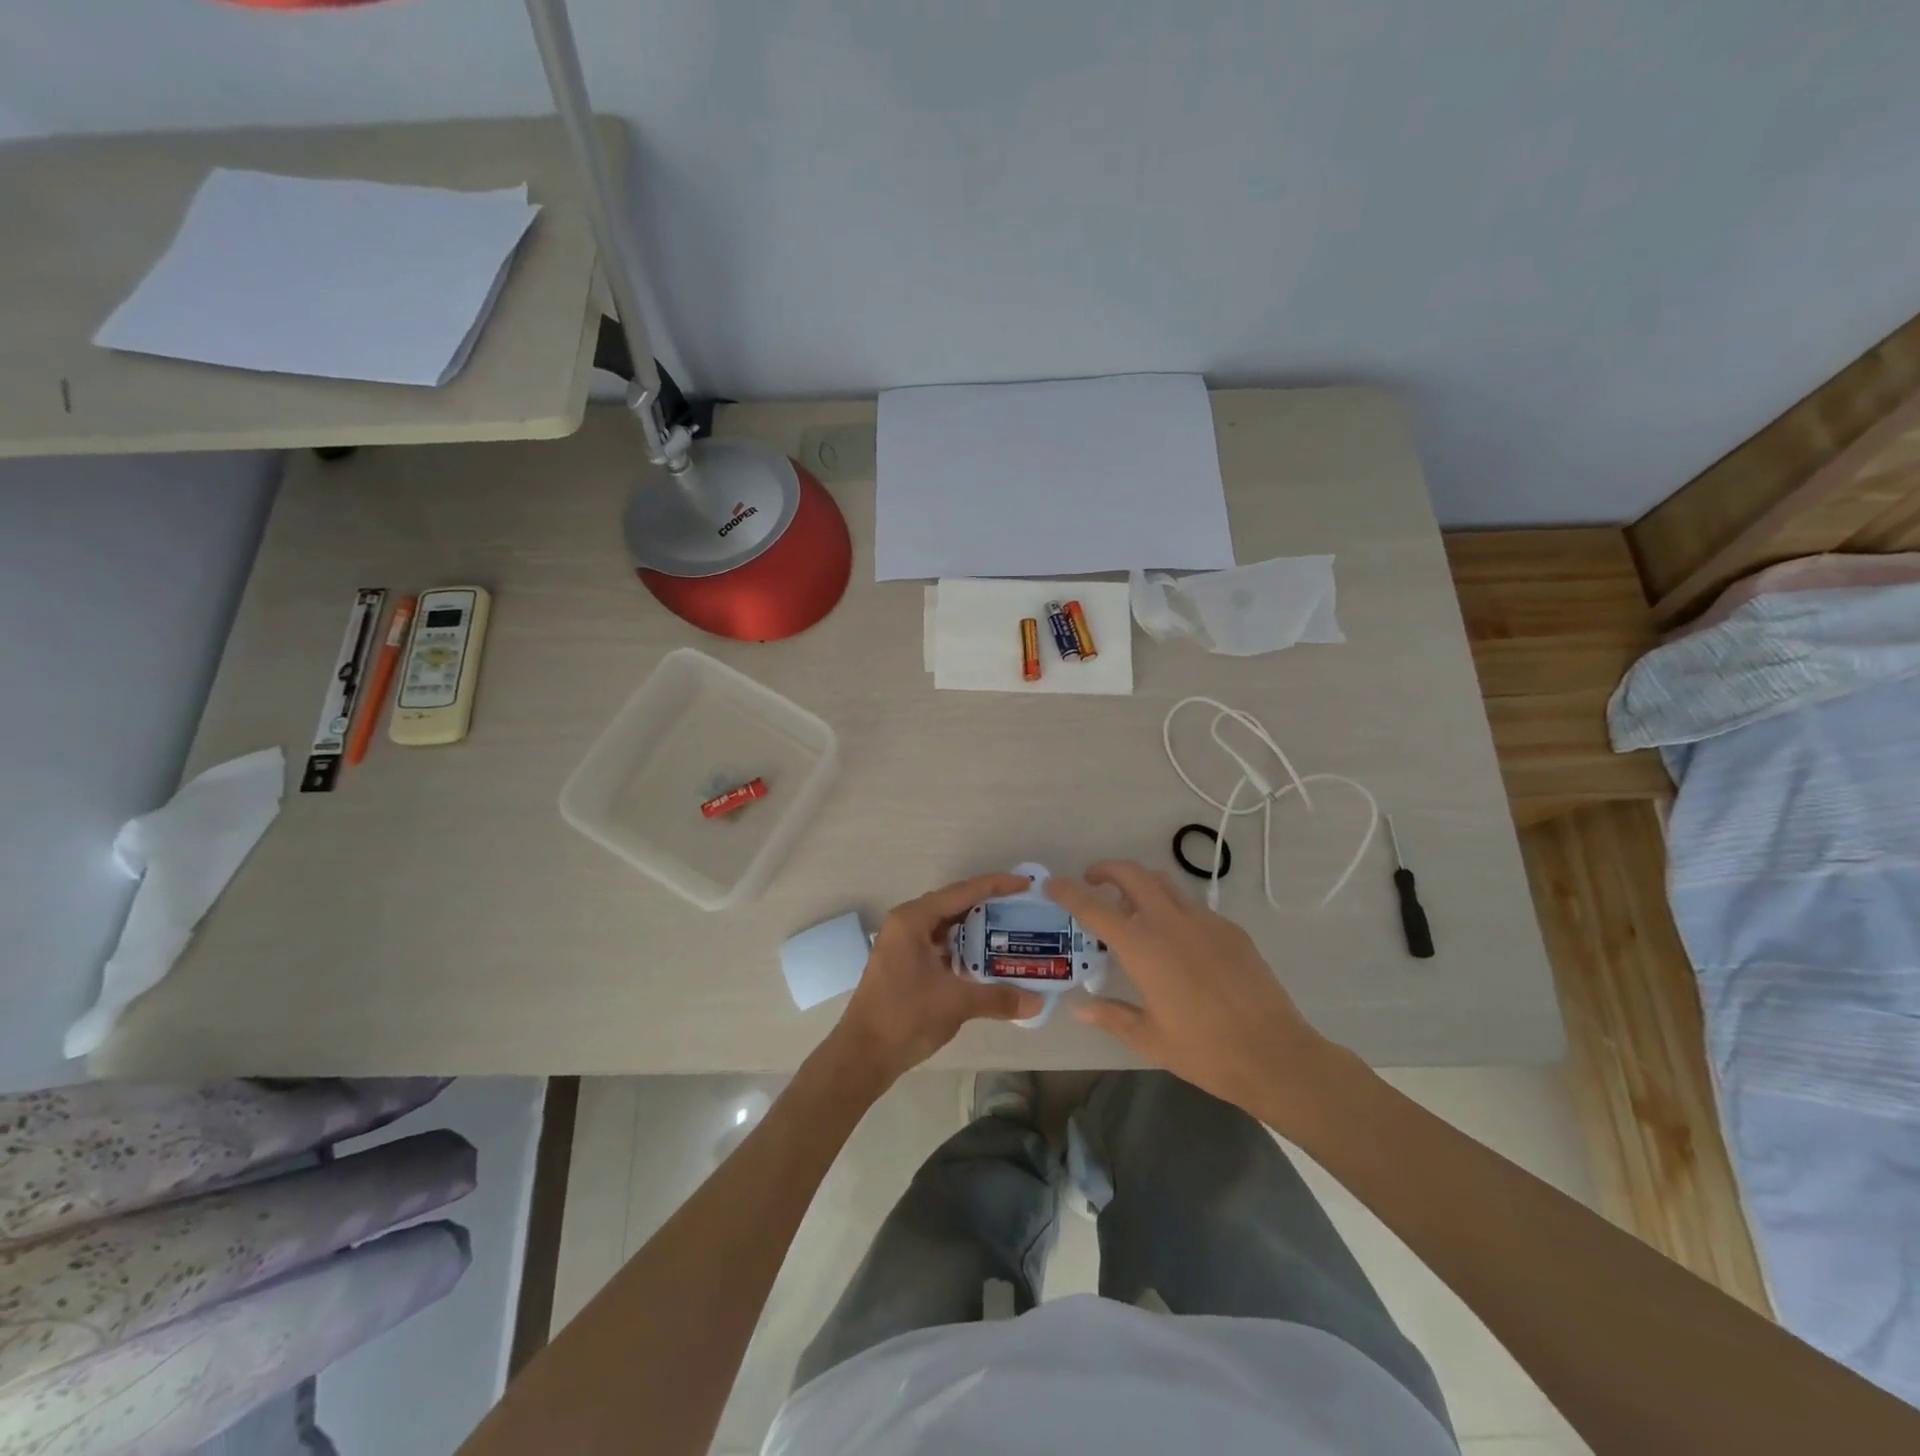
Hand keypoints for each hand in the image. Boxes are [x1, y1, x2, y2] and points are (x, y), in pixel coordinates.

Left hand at [829, 872, 1044, 1086]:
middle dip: (988, 905)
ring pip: (947, 926)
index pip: (961, 892)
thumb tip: (1037, 1002)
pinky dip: (964, 948)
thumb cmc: (905, 1017)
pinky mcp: (905, 963)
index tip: (1025, 884)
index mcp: (913, 919)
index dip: (995, 885)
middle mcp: (906, 924)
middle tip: (1022, 907)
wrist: (863, 1055)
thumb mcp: (955, 1003)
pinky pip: (941, 945)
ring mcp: (904, 944)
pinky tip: (987, 959)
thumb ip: (998, 998)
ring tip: (1011, 931)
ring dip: (976, 929)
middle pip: (954, 905)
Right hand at [1047, 860, 1341, 1122]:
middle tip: (1093, 883)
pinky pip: (1191, 905)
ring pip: (1163, 882)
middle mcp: (1170, 922)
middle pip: (1131, 874)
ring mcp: (1204, 921)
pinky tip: (1174, 939)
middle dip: (1106, 870)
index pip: (1095, 907)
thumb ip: (1111, 1016)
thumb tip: (1081, 1006)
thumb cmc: (1204, 1051)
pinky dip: (1171, 907)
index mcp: (1143, 947)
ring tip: (1131, 907)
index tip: (1052, 883)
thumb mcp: (1149, 1038)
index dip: (1069, 891)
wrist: (1274, 1055)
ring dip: (1139, 883)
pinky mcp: (1230, 929)